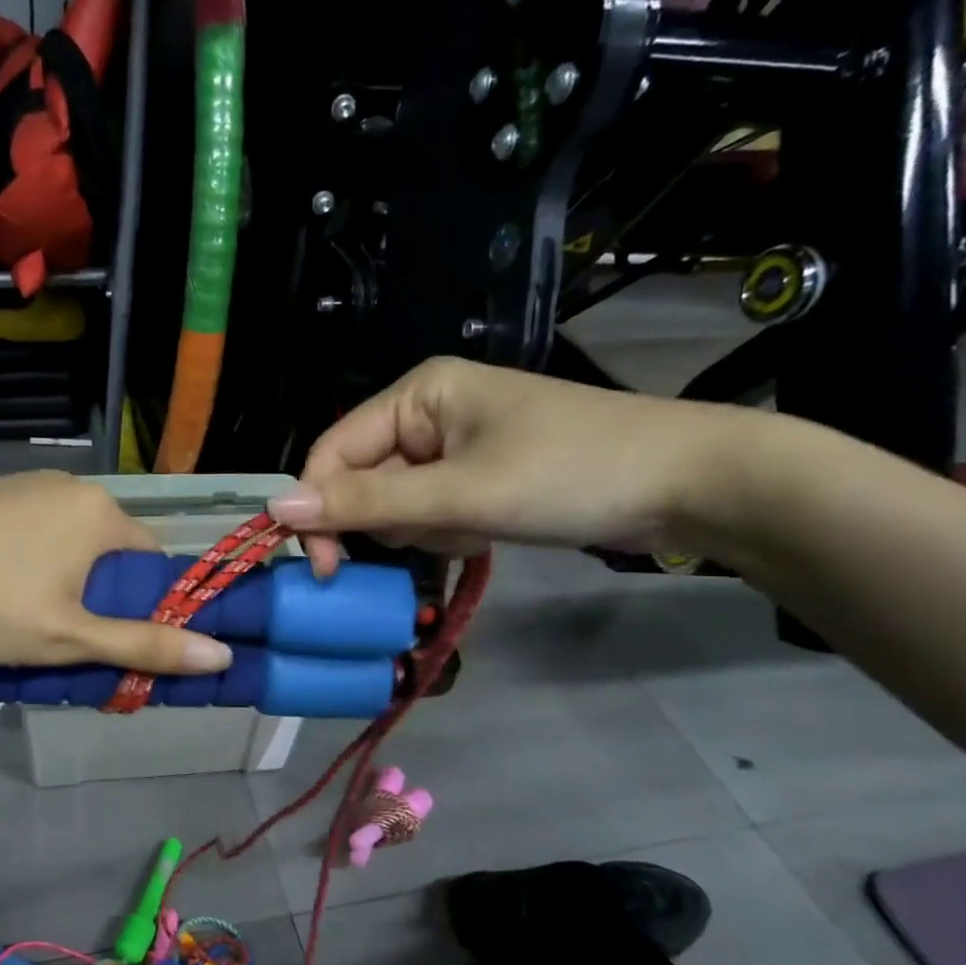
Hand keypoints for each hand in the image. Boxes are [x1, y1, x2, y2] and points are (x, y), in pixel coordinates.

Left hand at [0, 472, 233, 672]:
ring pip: (69, 537)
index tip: (111, 636)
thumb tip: (223, 655)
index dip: (140, 603)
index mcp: (101, 513)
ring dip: (63, 574)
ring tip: (24, 614)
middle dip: (98, 590)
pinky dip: (29, 556)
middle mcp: (71, 485)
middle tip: (63, 634)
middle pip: (109, 547)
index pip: (151, 560)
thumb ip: (145, 646)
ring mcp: (26, 481)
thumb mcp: (70, 637)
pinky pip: (33, 526)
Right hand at [269, 357, 752, 575]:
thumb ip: (366, 502)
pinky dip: (447, 531)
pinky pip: (430, 510)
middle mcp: (426, 411)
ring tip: (474, 530)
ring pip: (395, 502)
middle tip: (434, 537)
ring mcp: (454, 444)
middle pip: (362, 478)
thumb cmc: (570, 473)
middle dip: (389, 521)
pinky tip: (487, 532)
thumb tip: (275, 508)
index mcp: (417, 393)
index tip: (326, 571)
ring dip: (422, 530)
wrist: (690, 485)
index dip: (320, 509)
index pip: (332, 452)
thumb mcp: (459, 494)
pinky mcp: (477, 473)